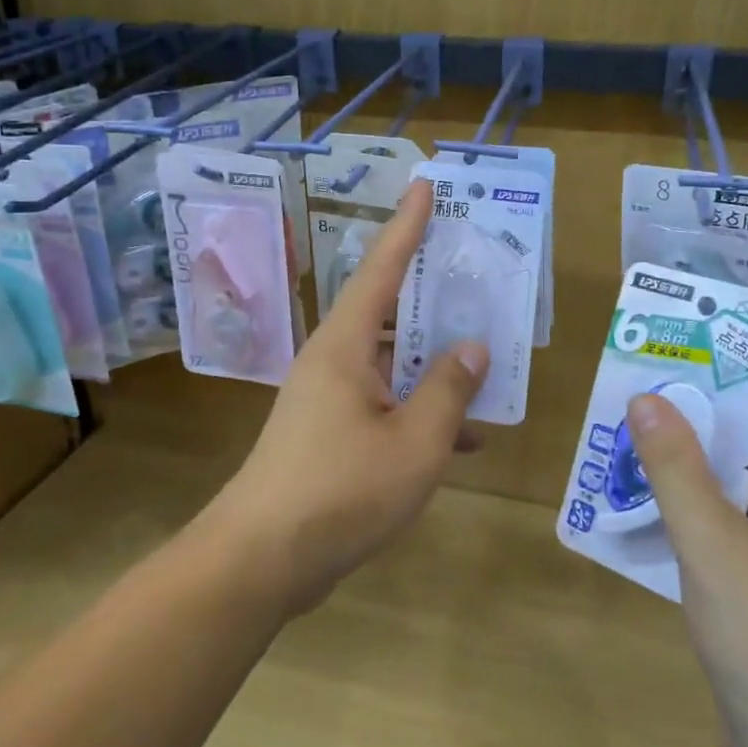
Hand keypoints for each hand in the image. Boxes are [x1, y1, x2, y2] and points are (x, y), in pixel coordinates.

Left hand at [208, 181, 488, 615]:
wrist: (262, 560)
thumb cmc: (341, 491)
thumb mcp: (416, 442)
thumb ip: (449, 391)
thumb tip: (473, 348)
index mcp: (346, 344)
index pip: (382, 268)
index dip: (406, 225)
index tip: (424, 186)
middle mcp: (333, 359)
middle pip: (389, 311)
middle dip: (431, 294)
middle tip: (473, 273)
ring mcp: (328, 397)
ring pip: (392, 362)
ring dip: (433, 362)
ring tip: (485, 356)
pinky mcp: (329, 432)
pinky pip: (385, 402)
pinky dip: (420, 409)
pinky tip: (464, 436)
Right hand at [629, 340, 747, 746]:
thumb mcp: (716, 548)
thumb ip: (676, 469)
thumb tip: (645, 398)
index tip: (729, 320)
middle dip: (728, 392)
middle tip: (671, 358)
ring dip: (706, 443)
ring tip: (650, 408)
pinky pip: (735, 512)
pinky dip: (698, 490)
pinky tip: (648, 483)